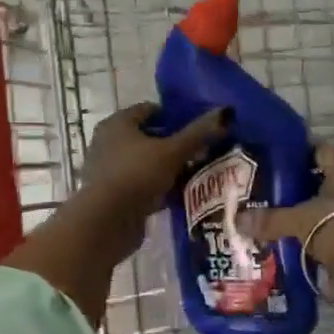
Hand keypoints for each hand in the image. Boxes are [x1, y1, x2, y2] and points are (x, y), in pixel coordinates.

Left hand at [81, 102, 230, 224]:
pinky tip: (180, 195)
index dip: (175, 115)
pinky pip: (142, 185)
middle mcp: (108, 142)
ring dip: (168, 168)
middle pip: (148, 137)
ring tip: (197, 173)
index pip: (149, 110)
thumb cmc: (136, 176)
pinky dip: (159, 188)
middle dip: (174, 144)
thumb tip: (227, 112)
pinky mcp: (114, 195)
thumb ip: (198, 133)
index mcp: (117, 124)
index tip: (199, 127)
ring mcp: (109, 170)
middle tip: (202, 150)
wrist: (106, 223)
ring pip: (146, 163)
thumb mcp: (172, 152)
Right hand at [237, 144, 333, 295]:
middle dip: (300, 188)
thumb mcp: (299, 220)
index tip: (269, 167)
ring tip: (282, 219)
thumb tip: (238, 221)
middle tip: (270, 195)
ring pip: (333, 203)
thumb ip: (270, 219)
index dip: (293, 158)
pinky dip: (324, 232)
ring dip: (313, 212)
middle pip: (324, 178)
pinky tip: (301, 239)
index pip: (316, 150)